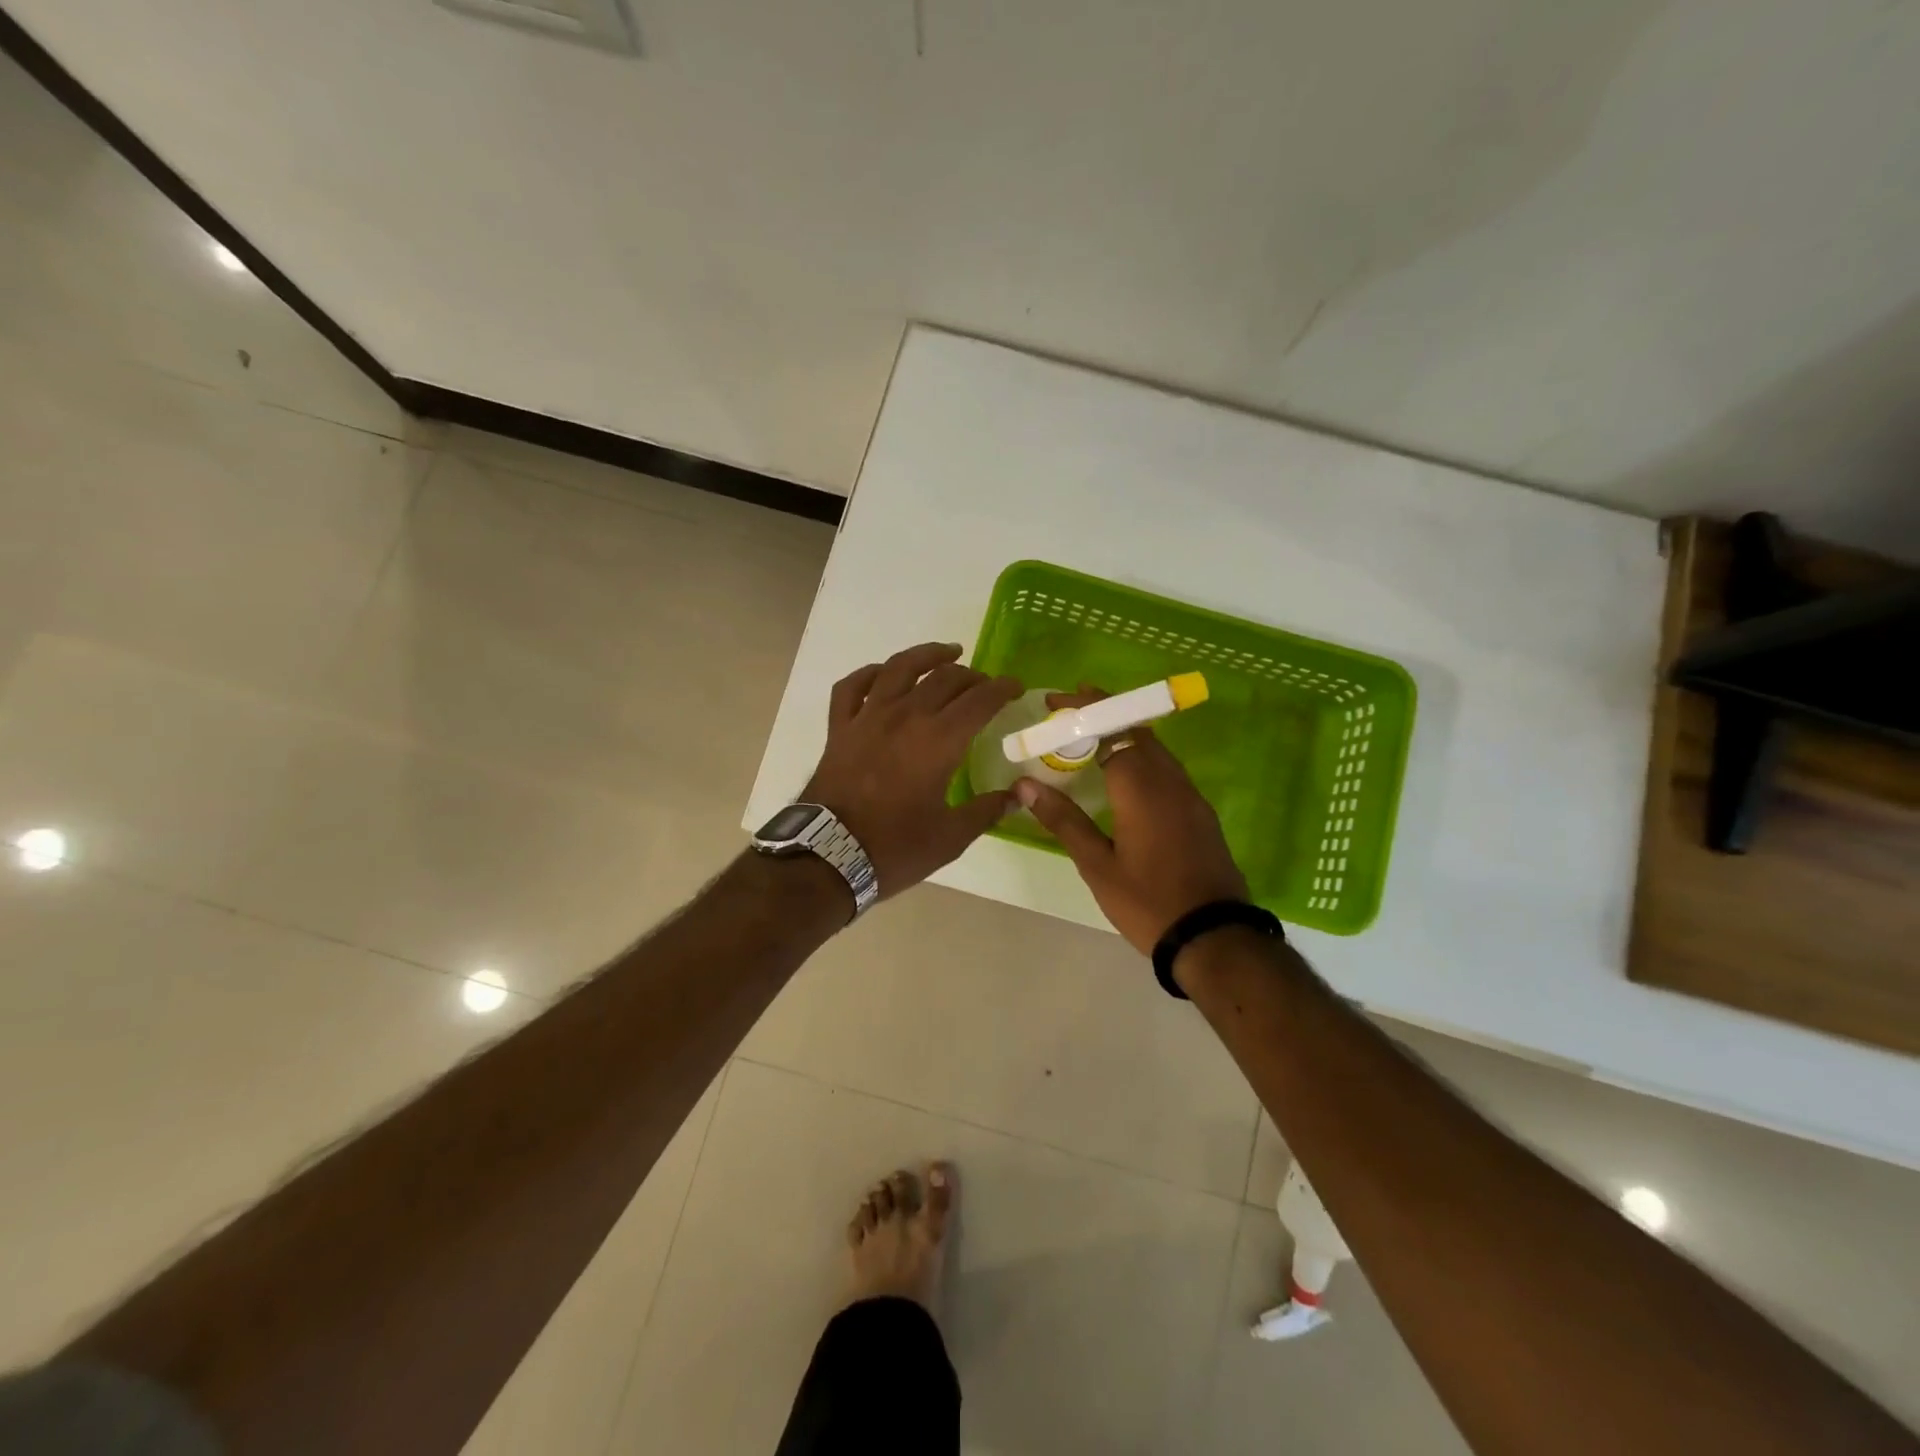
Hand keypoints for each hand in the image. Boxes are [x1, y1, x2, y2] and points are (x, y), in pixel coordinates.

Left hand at [804, 642, 1022, 899]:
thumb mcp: (950, 838)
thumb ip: (986, 811)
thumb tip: (1018, 796)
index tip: (1015, 687)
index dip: (1002, 688)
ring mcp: (868, 717)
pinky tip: (883, 674)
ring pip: (899, 668)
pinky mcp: (840, 727)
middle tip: (985, 684)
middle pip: (945, 679)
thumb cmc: (895, 848)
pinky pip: (852, 686)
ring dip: (927, 655)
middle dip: (972, 676)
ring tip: (947, 653)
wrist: (828, 856)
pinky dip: (869, 674)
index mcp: (939, 741)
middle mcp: (906, 716)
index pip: (980, 700)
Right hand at [1014, 689, 1247, 954]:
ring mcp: (1190, 796)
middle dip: (1103, 712)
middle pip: (1136, 729)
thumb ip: (1063, 820)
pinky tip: (1125, 772)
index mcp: (1141, 788)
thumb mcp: (1097, 865)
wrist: (1214, 937)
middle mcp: (1170, 781)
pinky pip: (1167, 767)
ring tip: (1091, 734)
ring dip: (1124, 732)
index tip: (1054, 702)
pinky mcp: (1200, 812)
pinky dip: (1141, 754)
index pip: (1110, 730)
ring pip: (1155, 748)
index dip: (1082, 712)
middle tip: (1068, 711)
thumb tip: (1025, 785)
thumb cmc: (1147, 902)